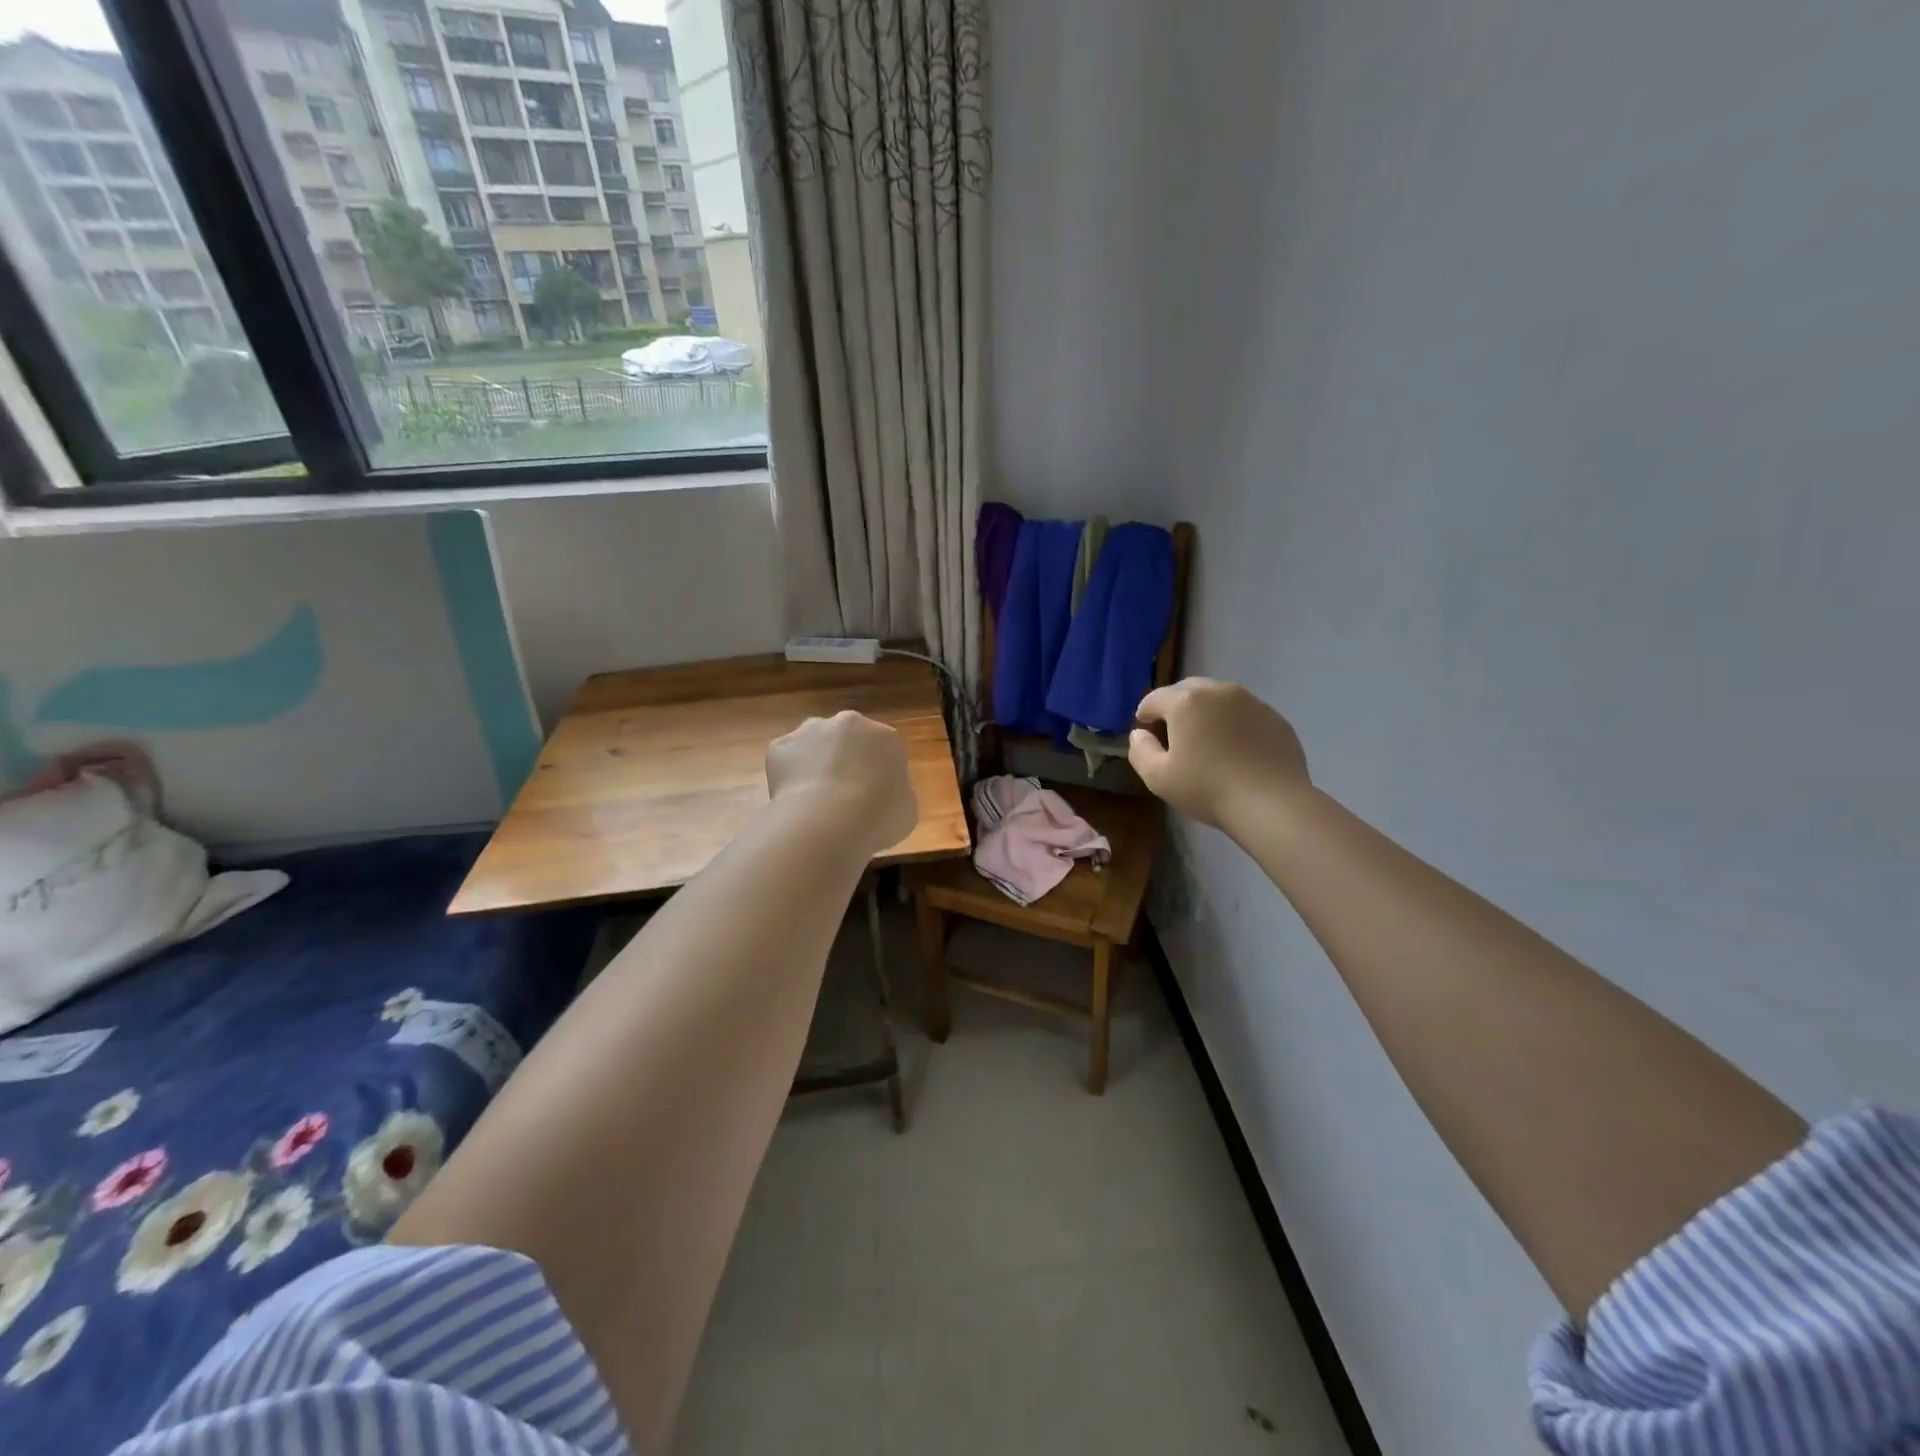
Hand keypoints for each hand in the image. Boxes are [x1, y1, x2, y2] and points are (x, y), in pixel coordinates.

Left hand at [766, 711, 917, 856]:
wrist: (827, 821)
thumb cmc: (878, 817)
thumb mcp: (906, 810)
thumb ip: (896, 793)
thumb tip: (882, 794)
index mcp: (886, 737)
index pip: (884, 750)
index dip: (877, 775)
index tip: (873, 799)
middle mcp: (849, 723)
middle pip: (848, 740)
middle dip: (846, 761)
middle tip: (843, 796)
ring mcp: (811, 730)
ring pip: (815, 744)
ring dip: (816, 763)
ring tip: (815, 801)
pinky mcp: (780, 745)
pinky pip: (787, 760)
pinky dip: (789, 776)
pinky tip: (793, 802)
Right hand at [1129, 678, 1309, 832]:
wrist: (1272, 803)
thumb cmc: (1207, 789)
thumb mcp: (1158, 777)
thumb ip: (1140, 750)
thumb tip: (1139, 734)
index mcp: (1186, 703)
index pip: (1155, 698)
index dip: (1145, 712)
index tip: (1143, 727)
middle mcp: (1218, 692)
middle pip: (1188, 689)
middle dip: (1175, 705)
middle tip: (1172, 729)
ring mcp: (1251, 702)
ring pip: (1219, 697)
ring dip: (1206, 710)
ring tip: (1205, 736)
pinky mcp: (1275, 717)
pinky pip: (1245, 712)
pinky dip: (1234, 722)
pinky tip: (1235, 747)